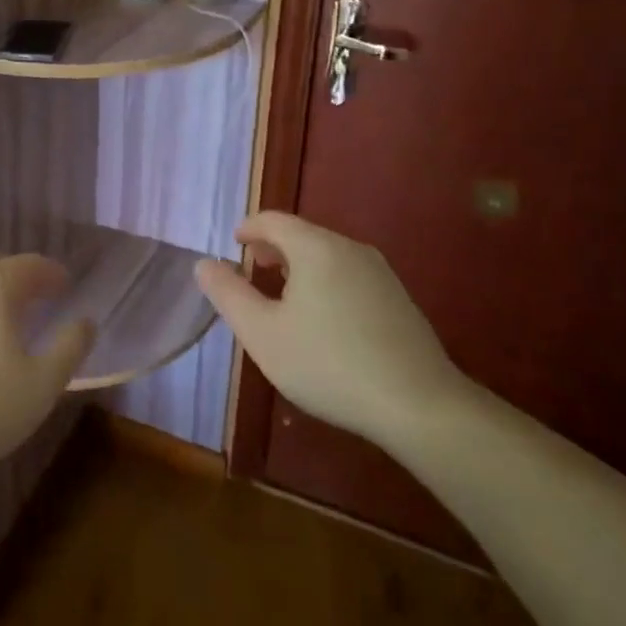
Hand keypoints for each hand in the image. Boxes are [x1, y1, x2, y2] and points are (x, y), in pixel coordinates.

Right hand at [195, 212, 467, 447]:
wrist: (420, 406)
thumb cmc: (329, 364)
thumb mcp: (262, 333)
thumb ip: (228, 294)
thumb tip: (205, 264)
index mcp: (315, 248)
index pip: (274, 220)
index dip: (248, 228)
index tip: (234, 245)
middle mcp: (350, 249)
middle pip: (302, 234)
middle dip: (273, 248)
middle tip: (253, 270)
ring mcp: (381, 273)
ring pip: (327, 255)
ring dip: (299, 266)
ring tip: (283, 297)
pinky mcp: (399, 299)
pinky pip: (349, 275)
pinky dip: (325, 282)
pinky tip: (323, 321)